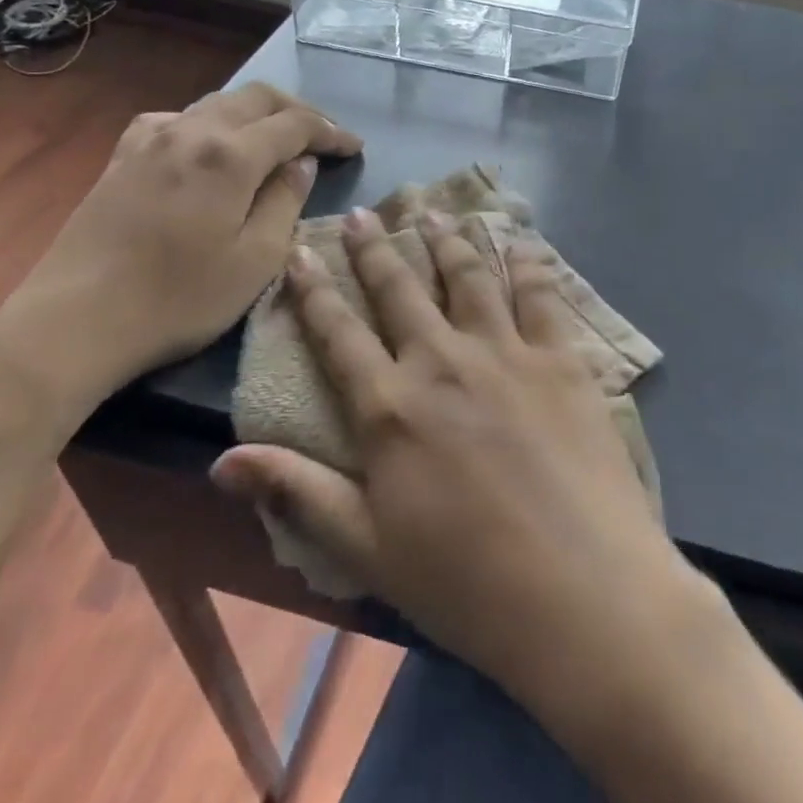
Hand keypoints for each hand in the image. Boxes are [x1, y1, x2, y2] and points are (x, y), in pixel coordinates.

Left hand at [0, 83, 362, 423]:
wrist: (73, 322)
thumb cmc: (178, 298)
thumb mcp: (256, 260)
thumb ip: (286, 201)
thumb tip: (301, 163)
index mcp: (231, 154)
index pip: (295, 124)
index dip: (331, 132)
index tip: (355, 148)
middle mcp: (193, 131)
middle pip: (257, 98)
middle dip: (298, 111)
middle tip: (323, 137)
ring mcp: (151, 140)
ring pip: (216, 103)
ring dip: (255, 113)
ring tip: (274, 139)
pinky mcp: (121, 158)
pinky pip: (175, 119)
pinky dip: (207, 123)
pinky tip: (206, 144)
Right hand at [210, 208, 699, 706]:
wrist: (581, 590)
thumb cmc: (466, 582)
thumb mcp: (367, 549)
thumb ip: (298, 492)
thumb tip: (221, 459)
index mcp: (390, 408)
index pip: (339, 334)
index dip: (314, 291)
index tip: (301, 251)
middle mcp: (442, 361)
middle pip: (400, 290)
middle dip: (376, 250)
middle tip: (363, 214)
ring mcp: (506, 352)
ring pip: (467, 277)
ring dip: (446, 240)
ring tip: (432, 211)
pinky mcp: (561, 358)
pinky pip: (539, 294)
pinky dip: (524, 262)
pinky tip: (517, 240)